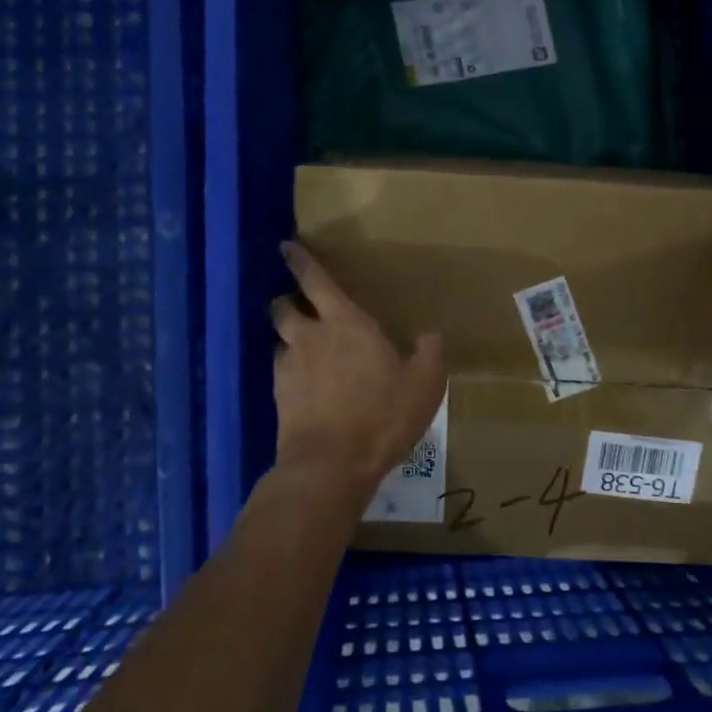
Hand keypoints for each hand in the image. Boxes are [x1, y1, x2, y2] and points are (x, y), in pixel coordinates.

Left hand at [271, 241, 446, 502]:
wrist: (330, 465)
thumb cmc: (382, 415)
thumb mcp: (425, 383)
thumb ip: (430, 353)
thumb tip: (431, 334)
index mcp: (345, 324)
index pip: (316, 281)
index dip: (301, 261)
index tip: (287, 246)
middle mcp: (310, 338)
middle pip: (284, 307)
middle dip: (288, 301)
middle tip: (300, 306)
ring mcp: (289, 369)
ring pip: (280, 341)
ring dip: (289, 340)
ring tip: (305, 350)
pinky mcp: (279, 399)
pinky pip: (281, 374)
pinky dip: (291, 373)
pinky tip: (306, 388)